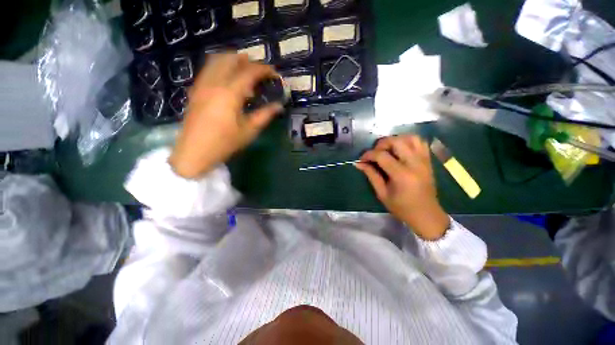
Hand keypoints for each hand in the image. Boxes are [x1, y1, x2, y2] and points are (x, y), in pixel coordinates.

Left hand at [169, 53, 282, 178]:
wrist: (195, 152)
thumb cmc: (225, 143)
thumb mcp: (249, 130)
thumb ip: (265, 115)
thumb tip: (279, 106)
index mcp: (230, 93)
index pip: (249, 72)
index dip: (264, 70)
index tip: (274, 74)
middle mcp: (214, 83)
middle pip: (230, 59)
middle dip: (247, 61)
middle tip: (259, 71)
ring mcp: (202, 85)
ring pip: (216, 60)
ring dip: (232, 60)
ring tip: (245, 70)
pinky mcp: (195, 90)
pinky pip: (208, 69)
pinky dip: (221, 67)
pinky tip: (228, 80)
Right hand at [355, 135, 449, 240]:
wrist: (426, 214)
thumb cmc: (402, 207)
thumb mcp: (382, 193)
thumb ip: (371, 175)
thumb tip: (359, 163)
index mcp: (402, 175)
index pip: (382, 155)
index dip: (368, 154)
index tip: (361, 159)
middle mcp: (415, 164)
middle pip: (396, 141)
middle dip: (381, 144)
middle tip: (374, 153)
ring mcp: (424, 160)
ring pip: (410, 138)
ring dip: (395, 140)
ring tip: (387, 149)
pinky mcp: (428, 160)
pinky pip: (420, 142)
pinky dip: (408, 141)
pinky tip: (400, 149)